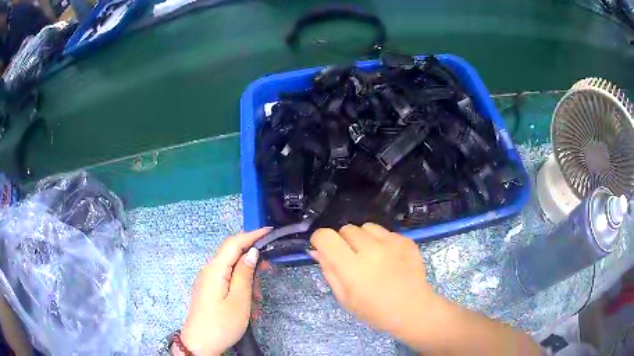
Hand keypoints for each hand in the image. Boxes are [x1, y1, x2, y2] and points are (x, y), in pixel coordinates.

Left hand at [174, 228, 269, 355]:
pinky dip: (240, 287)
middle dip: (251, 263)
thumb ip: (245, 274)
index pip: (233, 243)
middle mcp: (208, 271)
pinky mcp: (208, 291)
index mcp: (215, 269)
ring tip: (256, 301)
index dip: (252, 235)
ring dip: (247, 280)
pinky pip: (227, 281)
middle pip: (232, 256)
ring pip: (231, 270)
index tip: (270, 231)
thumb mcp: (239, 301)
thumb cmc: (221, 324)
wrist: (200, 344)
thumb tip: (252, 252)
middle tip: (267, 276)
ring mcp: (207, 281)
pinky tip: (247, 303)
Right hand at [309, 223, 437, 338]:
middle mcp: (372, 249)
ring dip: (363, 238)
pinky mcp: (406, 240)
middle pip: (346, 229)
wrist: (413, 310)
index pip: (326, 237)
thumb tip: (317, 251)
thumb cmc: (376, 311)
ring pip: (366, 226)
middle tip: (351, 259)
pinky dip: (381, 241)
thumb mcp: (345, 298)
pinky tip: (388, 258)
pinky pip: (385, 232)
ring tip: (371, 256)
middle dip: (343, 241)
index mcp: (352, 268)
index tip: (323, 249)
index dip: (320, 240)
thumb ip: (329, 271)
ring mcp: (392, 242)